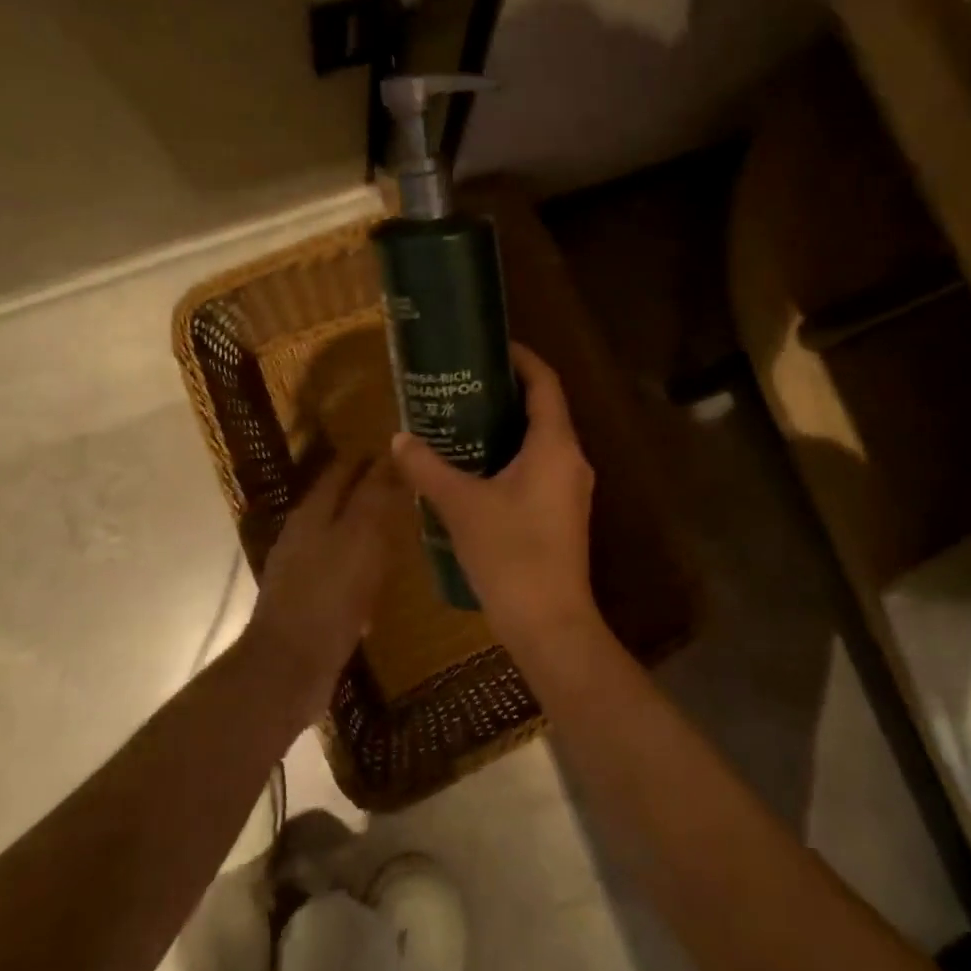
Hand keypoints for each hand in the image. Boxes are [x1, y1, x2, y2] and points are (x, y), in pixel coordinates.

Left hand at [244, 455, 400, 721]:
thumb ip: (375, 497)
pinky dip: (361, 564)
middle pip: (338, 501)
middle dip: (369, 491)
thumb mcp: (361, 538)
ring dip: (366, 528)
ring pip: (340, 535)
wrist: (289, 666)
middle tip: (408, 488)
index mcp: (313, 512)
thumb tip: (390, 456)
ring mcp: (302, 569)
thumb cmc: (329, 594)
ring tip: (401, 529)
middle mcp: (303, 534)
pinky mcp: (308, 601)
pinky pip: (340, 571)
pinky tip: (381, 578)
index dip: (369, 459)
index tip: (401, 451)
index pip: (343, 470)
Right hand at [390, 343, 601, 661]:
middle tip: (462, 383)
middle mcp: (571, 459)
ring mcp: (571, 488)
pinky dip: (511, 456)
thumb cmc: (510, 554)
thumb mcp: (461, 505)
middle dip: (506, 392)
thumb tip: (399, 438)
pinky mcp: (563, 513)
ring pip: (541, 441)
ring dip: (506, 426)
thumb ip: (428, 467)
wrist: (549, 624)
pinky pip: (539, 468)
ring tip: (462, 419)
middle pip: (544, 409)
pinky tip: (476, 467)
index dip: (522, 358)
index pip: (545, 383)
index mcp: (555, 445)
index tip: (490, 345)